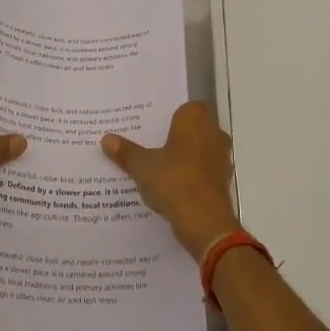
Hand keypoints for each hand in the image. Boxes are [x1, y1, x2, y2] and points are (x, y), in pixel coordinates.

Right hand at [101, 102, 240, 259]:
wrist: (205, 223)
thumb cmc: (174, 181)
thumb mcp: (142, 166)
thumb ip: (126, 151)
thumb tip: (106, 139)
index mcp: (195, 120)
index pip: (186, 107)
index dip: (170, 115)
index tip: (151, 125)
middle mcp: (214, 134)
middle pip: (193, 129)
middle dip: (175, 137)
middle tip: (149, 144)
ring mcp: (221, 159)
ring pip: (199, 151)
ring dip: (184, 158)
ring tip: (157, 167)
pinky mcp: (223, 183)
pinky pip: (203, 172)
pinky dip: (191, 177)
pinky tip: (171, 188)